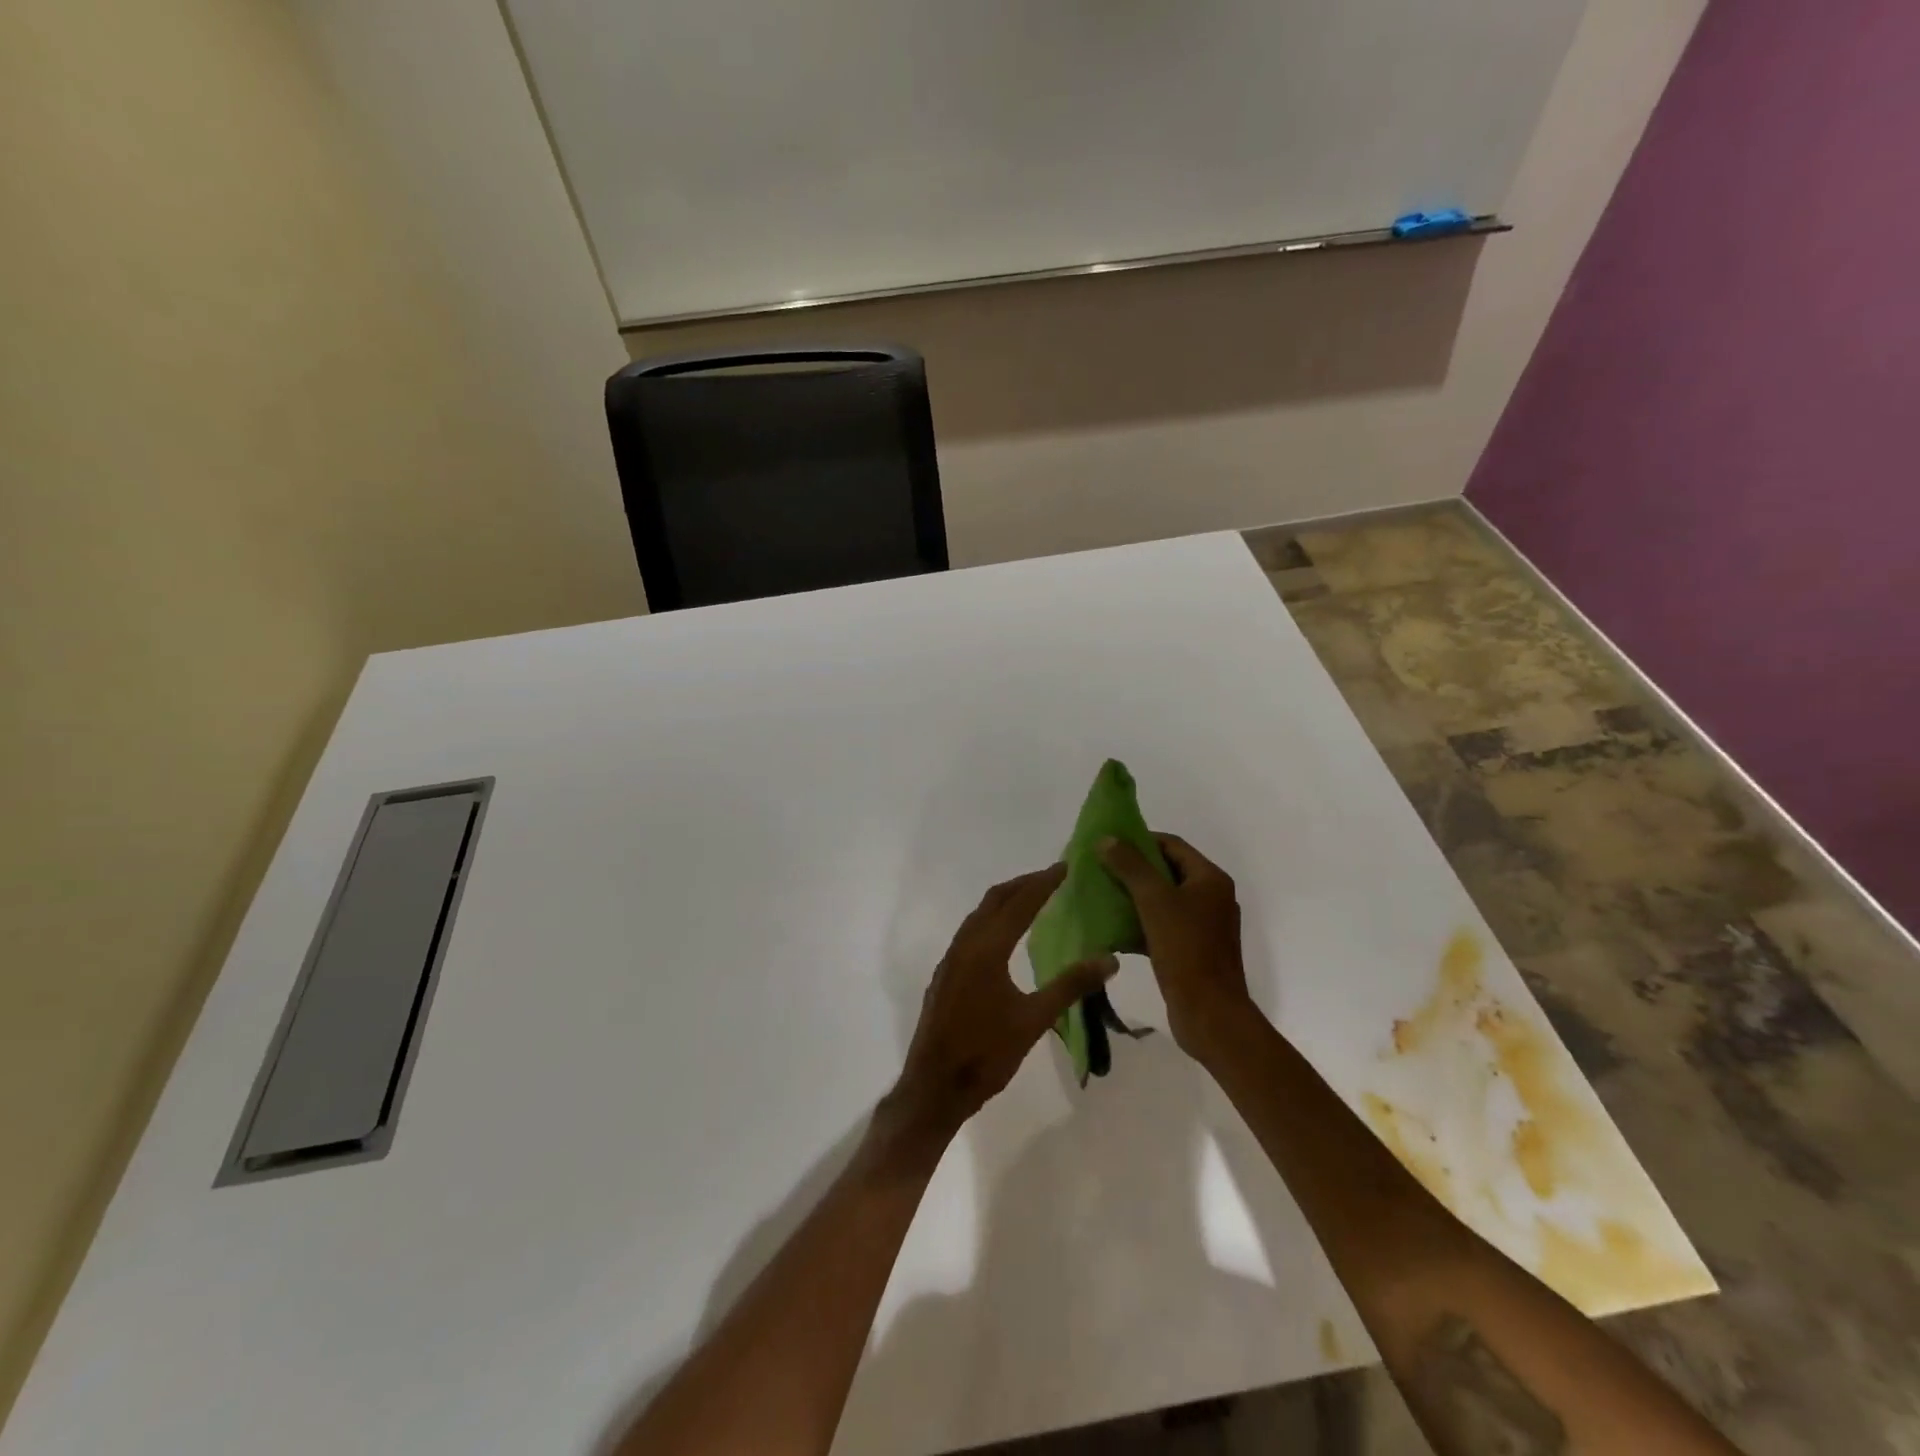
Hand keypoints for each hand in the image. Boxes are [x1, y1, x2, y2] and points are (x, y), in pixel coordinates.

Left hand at [885, 865, 1117, 1142]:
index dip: (1043, 882)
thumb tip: (1110, 959)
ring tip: (1033, 899)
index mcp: (986, 949)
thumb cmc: (986, 1054)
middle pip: (995, 900)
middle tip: (1053, 877)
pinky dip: (992, 920)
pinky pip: (971, 932)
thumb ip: (1071, 986)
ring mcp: (951, 959)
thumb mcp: (1034, 1020)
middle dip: (1023, 884)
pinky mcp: (945, 975)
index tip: (1066, 866)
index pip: (1020, 903)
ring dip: (1006, 900)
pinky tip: (1005, 937)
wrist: (934, 1087)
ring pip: (979, 915)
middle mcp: (965, 945)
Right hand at [1099, 834, 1256, 1059]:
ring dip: (1133, 896)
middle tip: (1100, 869)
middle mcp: (1211, 898)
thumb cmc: (1186, 949)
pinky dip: (1139, 923)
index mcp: (1210, 879)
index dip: (1140, 840)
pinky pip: (1162, 926)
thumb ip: (1130, 866)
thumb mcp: (1154, 901)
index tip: (1108, 844)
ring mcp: (1203, 926)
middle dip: (1132, 869)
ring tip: (1100, 895)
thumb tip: (1107, 839)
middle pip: (1167, 871)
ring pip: (1162, 900)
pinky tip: (1112, 929)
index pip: (1172, 845)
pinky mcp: (1192, 951)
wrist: (1210, 1014)